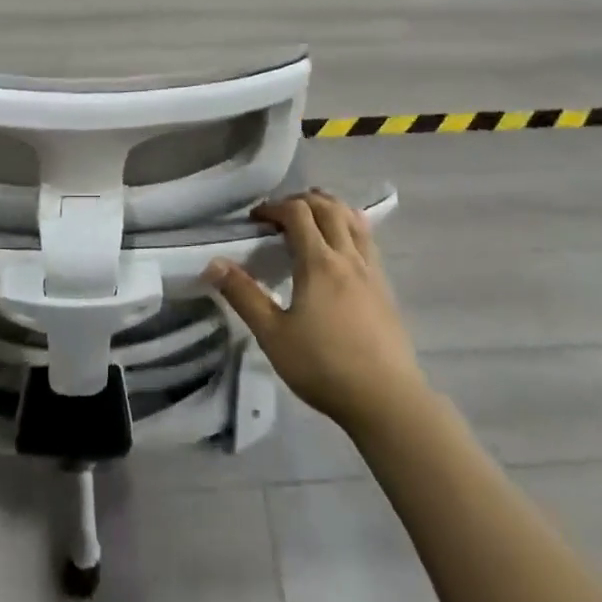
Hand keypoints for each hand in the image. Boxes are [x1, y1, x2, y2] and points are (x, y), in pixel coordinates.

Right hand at [205, 190, 425, 437]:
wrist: (387, 400)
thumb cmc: (324, 367)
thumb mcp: (273, 335)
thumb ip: (244, 295)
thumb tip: (214, 263)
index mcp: (319, 263)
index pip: (298, 213)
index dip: (274, 207)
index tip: (255, 220)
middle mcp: (348, 257)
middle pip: (329, 208)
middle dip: (301, 201)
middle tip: (279, 215)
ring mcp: (372, 271)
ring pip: (354, 220)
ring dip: (330, 208)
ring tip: (311, 218)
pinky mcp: (386, 288)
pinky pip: (367, 241)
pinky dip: (350, 228)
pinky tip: (341, 248)